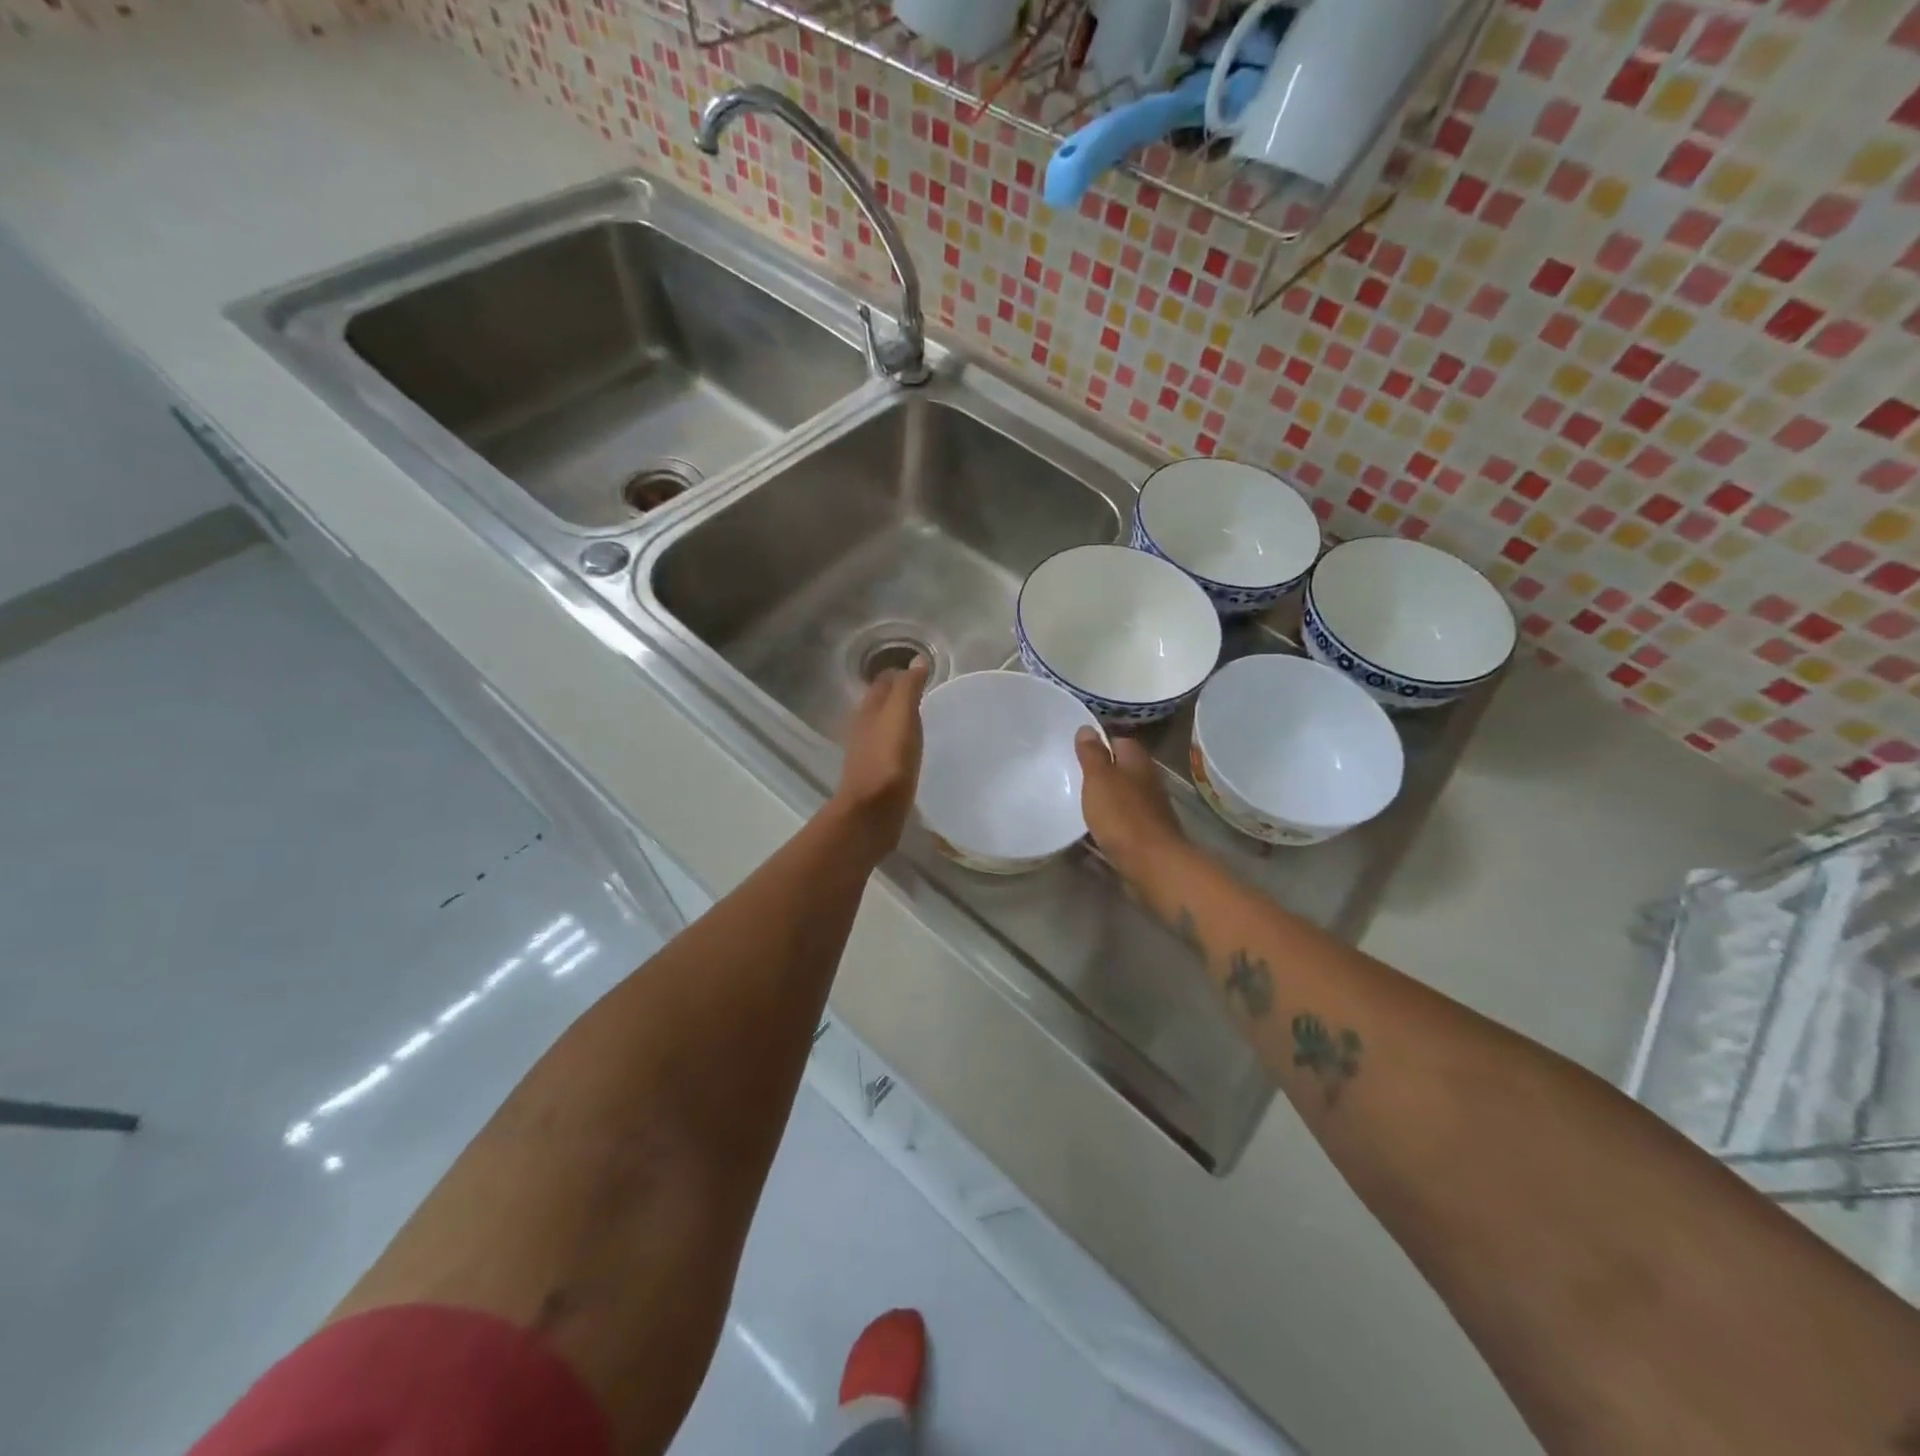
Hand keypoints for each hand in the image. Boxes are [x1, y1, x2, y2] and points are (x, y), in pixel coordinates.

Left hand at [831, 656, 930, 859]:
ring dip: (899, 721)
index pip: (884, 682)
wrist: (872, 811)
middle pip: (881, 703)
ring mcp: (867, 753)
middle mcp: (863, 727)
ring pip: (883, 727)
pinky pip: (889, 750)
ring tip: (923, 720)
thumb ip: (908, 687)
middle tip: (927, 694)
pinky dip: (900, 744)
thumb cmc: (889, 759)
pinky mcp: (876, 775)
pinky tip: (913, 752)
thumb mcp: (901, 716)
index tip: (924, 673)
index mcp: (868, 709)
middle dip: (899, 696)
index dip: (901, 674)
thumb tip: (917, 660)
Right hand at [1075, 727, 1186, 885]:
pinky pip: (1121, 822)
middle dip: (1099, 771)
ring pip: (1121, 796)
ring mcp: (1148, 810)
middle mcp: (1147, 782)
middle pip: (1121, 769)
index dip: (1098, 741)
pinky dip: (1106, 822)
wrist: (1153, 864)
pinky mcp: (1145, 835)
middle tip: (1069, 774)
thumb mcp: (1099, 779)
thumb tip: (1087, 728)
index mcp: (1137, 762)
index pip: (1119, 740)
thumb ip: (1092, 754)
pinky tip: (1089, 829)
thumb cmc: (1123, 816)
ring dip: (1103, 798)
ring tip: (1074, 801)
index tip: (1074, 747)